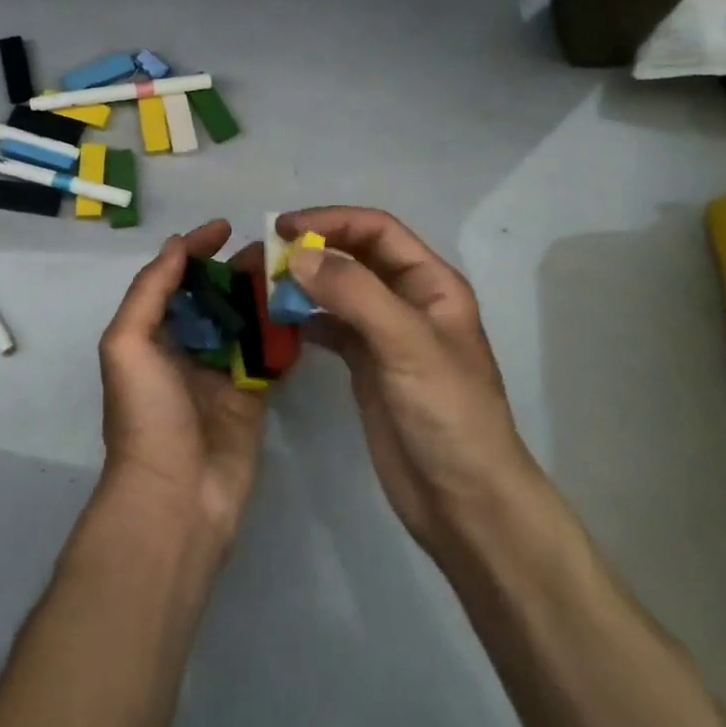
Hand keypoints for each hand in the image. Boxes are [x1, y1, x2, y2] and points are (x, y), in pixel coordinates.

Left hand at [97, 221, 266, 547]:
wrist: (176, 497)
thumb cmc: (146, 414)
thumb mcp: (127, 343)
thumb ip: (150, 290)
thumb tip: (176, 245)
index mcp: (152, 334)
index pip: (175, 278)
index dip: (196, 249)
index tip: (224, 227)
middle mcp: (185, 348)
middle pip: (214, 296)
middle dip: (236, 269)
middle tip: (271, 249)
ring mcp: (220, 373)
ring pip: (244, 322)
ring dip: (262, 296)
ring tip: (292, 271)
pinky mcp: (251, 397)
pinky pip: (268, 356)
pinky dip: (282, 333)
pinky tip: (302, 308)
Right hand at [281, 207, 532, 557]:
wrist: (465, 505)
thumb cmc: (449, 415)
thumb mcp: (407, 345)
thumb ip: (354, 294)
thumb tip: (299, 255)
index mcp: (431, 283)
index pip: (375, 230)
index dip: (330, 222)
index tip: (282, 230)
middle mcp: (407, 299)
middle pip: (352, 255)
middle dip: (310, 249)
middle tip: (260, 257)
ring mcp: (384, 333)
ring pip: (336, 290)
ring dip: (301, 283)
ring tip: (260, 286)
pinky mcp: (365, 365)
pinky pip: (328, 326)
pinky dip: (302, 318)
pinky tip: (275, 322)